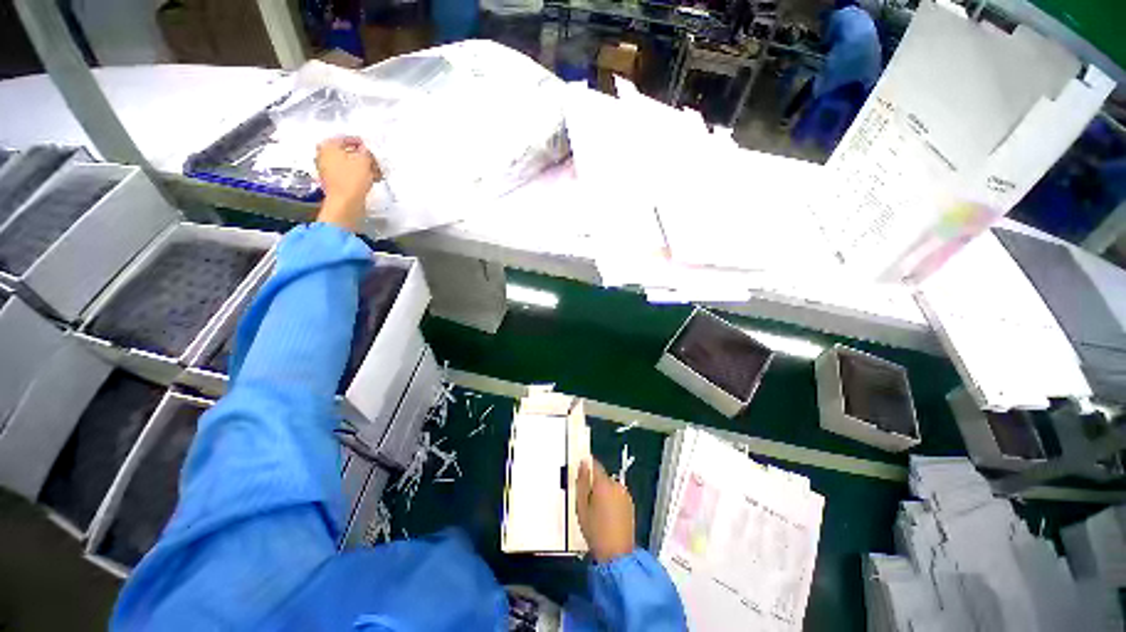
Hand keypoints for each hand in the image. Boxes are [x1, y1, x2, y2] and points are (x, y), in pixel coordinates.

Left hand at [315, 136, 380, 231]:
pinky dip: (357, 175)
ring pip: (347, 164)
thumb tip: (366, 151)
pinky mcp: (334, 183)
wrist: (346, 202)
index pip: (345, 138)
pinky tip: (369, 179)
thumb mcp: (364, 161)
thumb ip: (366, 152)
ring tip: (374, 172)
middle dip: (361, 157)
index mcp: (327, 146)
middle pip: (345, 152)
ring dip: (361, 167)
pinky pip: (347, 175)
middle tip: (372, 160)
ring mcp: (327, 171)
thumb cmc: (350, 181)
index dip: (359, 142)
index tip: (368, 146)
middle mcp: (323, 156)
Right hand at [576, 458, 635, 562]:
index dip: (587, 467)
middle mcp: (616, 485)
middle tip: (587, 501)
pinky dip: (612, 500)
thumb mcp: (581, 506)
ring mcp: (625, 495)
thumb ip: (582, 482)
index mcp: (603, 484)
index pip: (595, 465)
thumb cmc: (595, 531)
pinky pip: (617, 495)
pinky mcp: (630, 504)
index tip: (581, 473)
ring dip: (604, 492)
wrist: (617, 555)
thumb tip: (583, 464)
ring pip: (610, 486)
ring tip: (597, 511)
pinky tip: (607, 515)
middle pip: (603, 477)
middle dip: (595, 484)